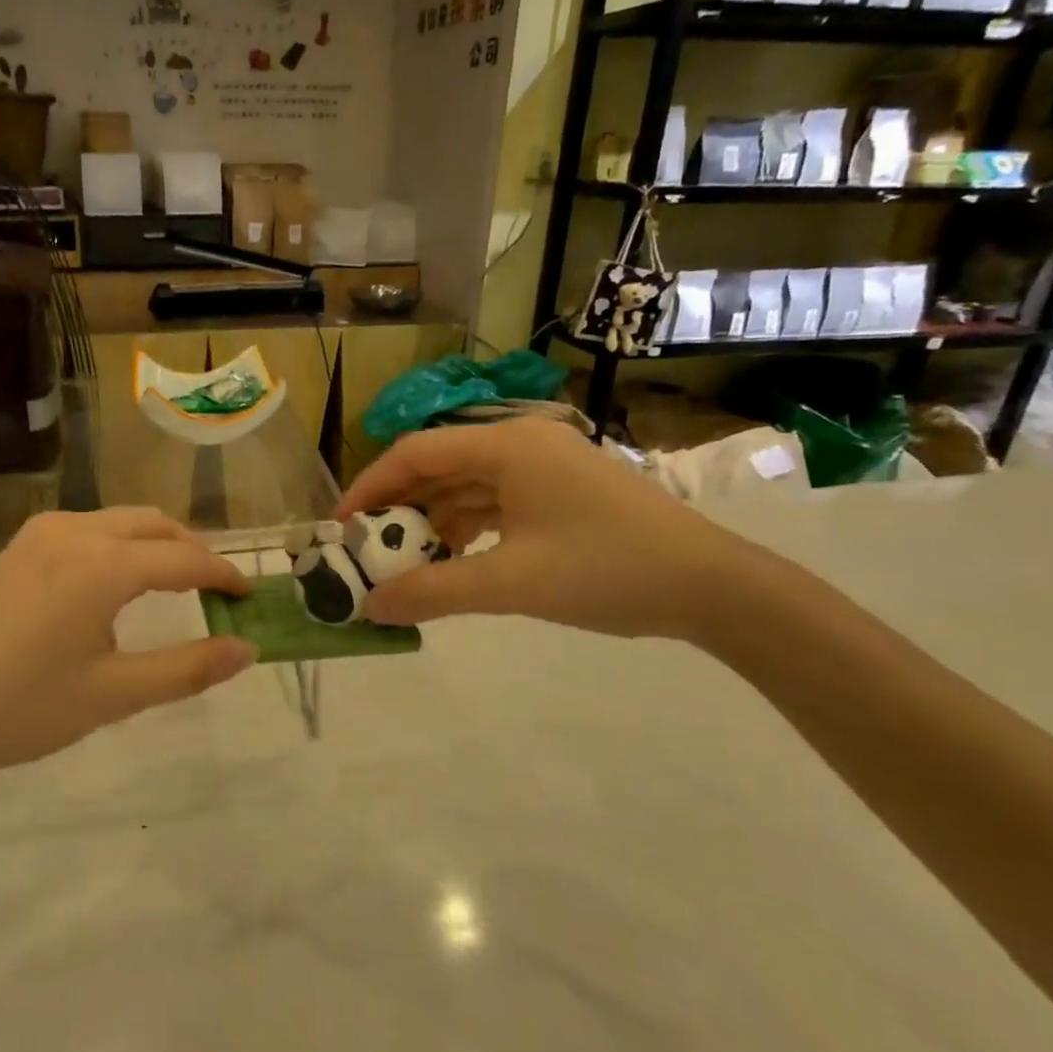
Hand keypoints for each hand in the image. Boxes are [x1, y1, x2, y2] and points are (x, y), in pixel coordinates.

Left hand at [0, 510, 255, 803]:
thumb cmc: (16, 708)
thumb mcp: (111, 696)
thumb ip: (186, 669)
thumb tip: (245, 649)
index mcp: (104, 565)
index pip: (185, 559)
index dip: (224, 575)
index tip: (249, 595)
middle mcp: (75, 533)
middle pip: (154, 525)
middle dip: (192, 550)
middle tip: (216, 590)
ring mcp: (39, 536)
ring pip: (118, 522)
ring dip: (155, 544)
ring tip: (172, 586)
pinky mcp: (15, 549)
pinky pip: (87, 531)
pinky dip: (119, 547)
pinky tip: (112, 589)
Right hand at [336, 418, 754, 639]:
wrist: (711, 586)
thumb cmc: (608, 570)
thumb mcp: (512, 583)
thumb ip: (435, 592)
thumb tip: (371, 608)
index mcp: (507, 446)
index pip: (416, 452)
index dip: (371, 486)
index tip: (341, 526)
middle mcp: (521, 444)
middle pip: (439, 466)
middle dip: (399, 508)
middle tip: (367, 549)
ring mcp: (543, 466)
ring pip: (465, 486)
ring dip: (432, 521)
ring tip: (404, 562)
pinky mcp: (558, 492)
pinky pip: (494, 502)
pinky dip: (466, 528)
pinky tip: (452, 559)